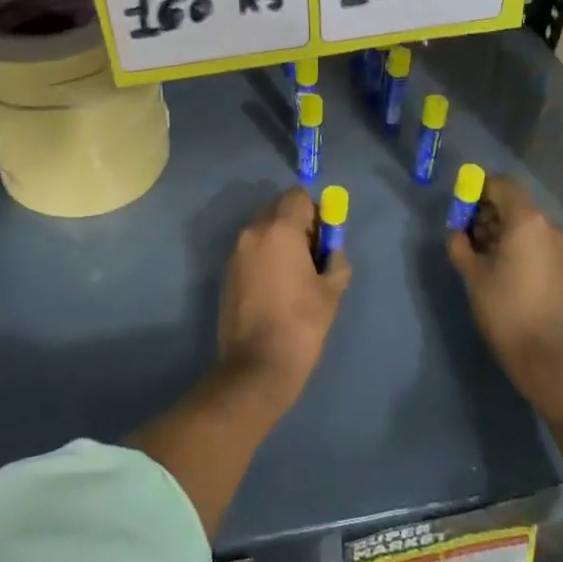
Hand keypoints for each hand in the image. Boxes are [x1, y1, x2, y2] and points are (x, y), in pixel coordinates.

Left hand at [215, 187, 351, 413]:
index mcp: (280, 229)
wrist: (257, 365)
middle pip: (277, 209)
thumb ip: (336, 259)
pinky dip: (265, 257)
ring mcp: (236, 252)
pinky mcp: (227, 272)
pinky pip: (251, 251)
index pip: (298, 196)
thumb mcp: (331, 290)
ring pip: (263, 230)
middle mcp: (253, 232)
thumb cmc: (302, 323)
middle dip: (296, 224)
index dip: (314, 211)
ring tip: (293, 277)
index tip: (322, 238)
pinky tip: (275, 289)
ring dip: (279, 241)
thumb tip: (331, 249)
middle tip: (311, 257)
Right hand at [447, 175, 562, 410]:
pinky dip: (513, 241)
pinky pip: (533, 239)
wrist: (546, 355)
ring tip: (476, 251)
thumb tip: (457, 231)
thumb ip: (460, 244)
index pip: (501, 184)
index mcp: (526, 220)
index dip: (477, 189)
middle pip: (512, 201)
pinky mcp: (561, 264)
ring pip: (522, 221)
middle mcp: (547, 225)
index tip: (458, 207)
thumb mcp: (473, 273)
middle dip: (485, 210)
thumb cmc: (505, 309)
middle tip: (462, 231)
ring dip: (498, 227)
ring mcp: (558, 245)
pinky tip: (496, 264)